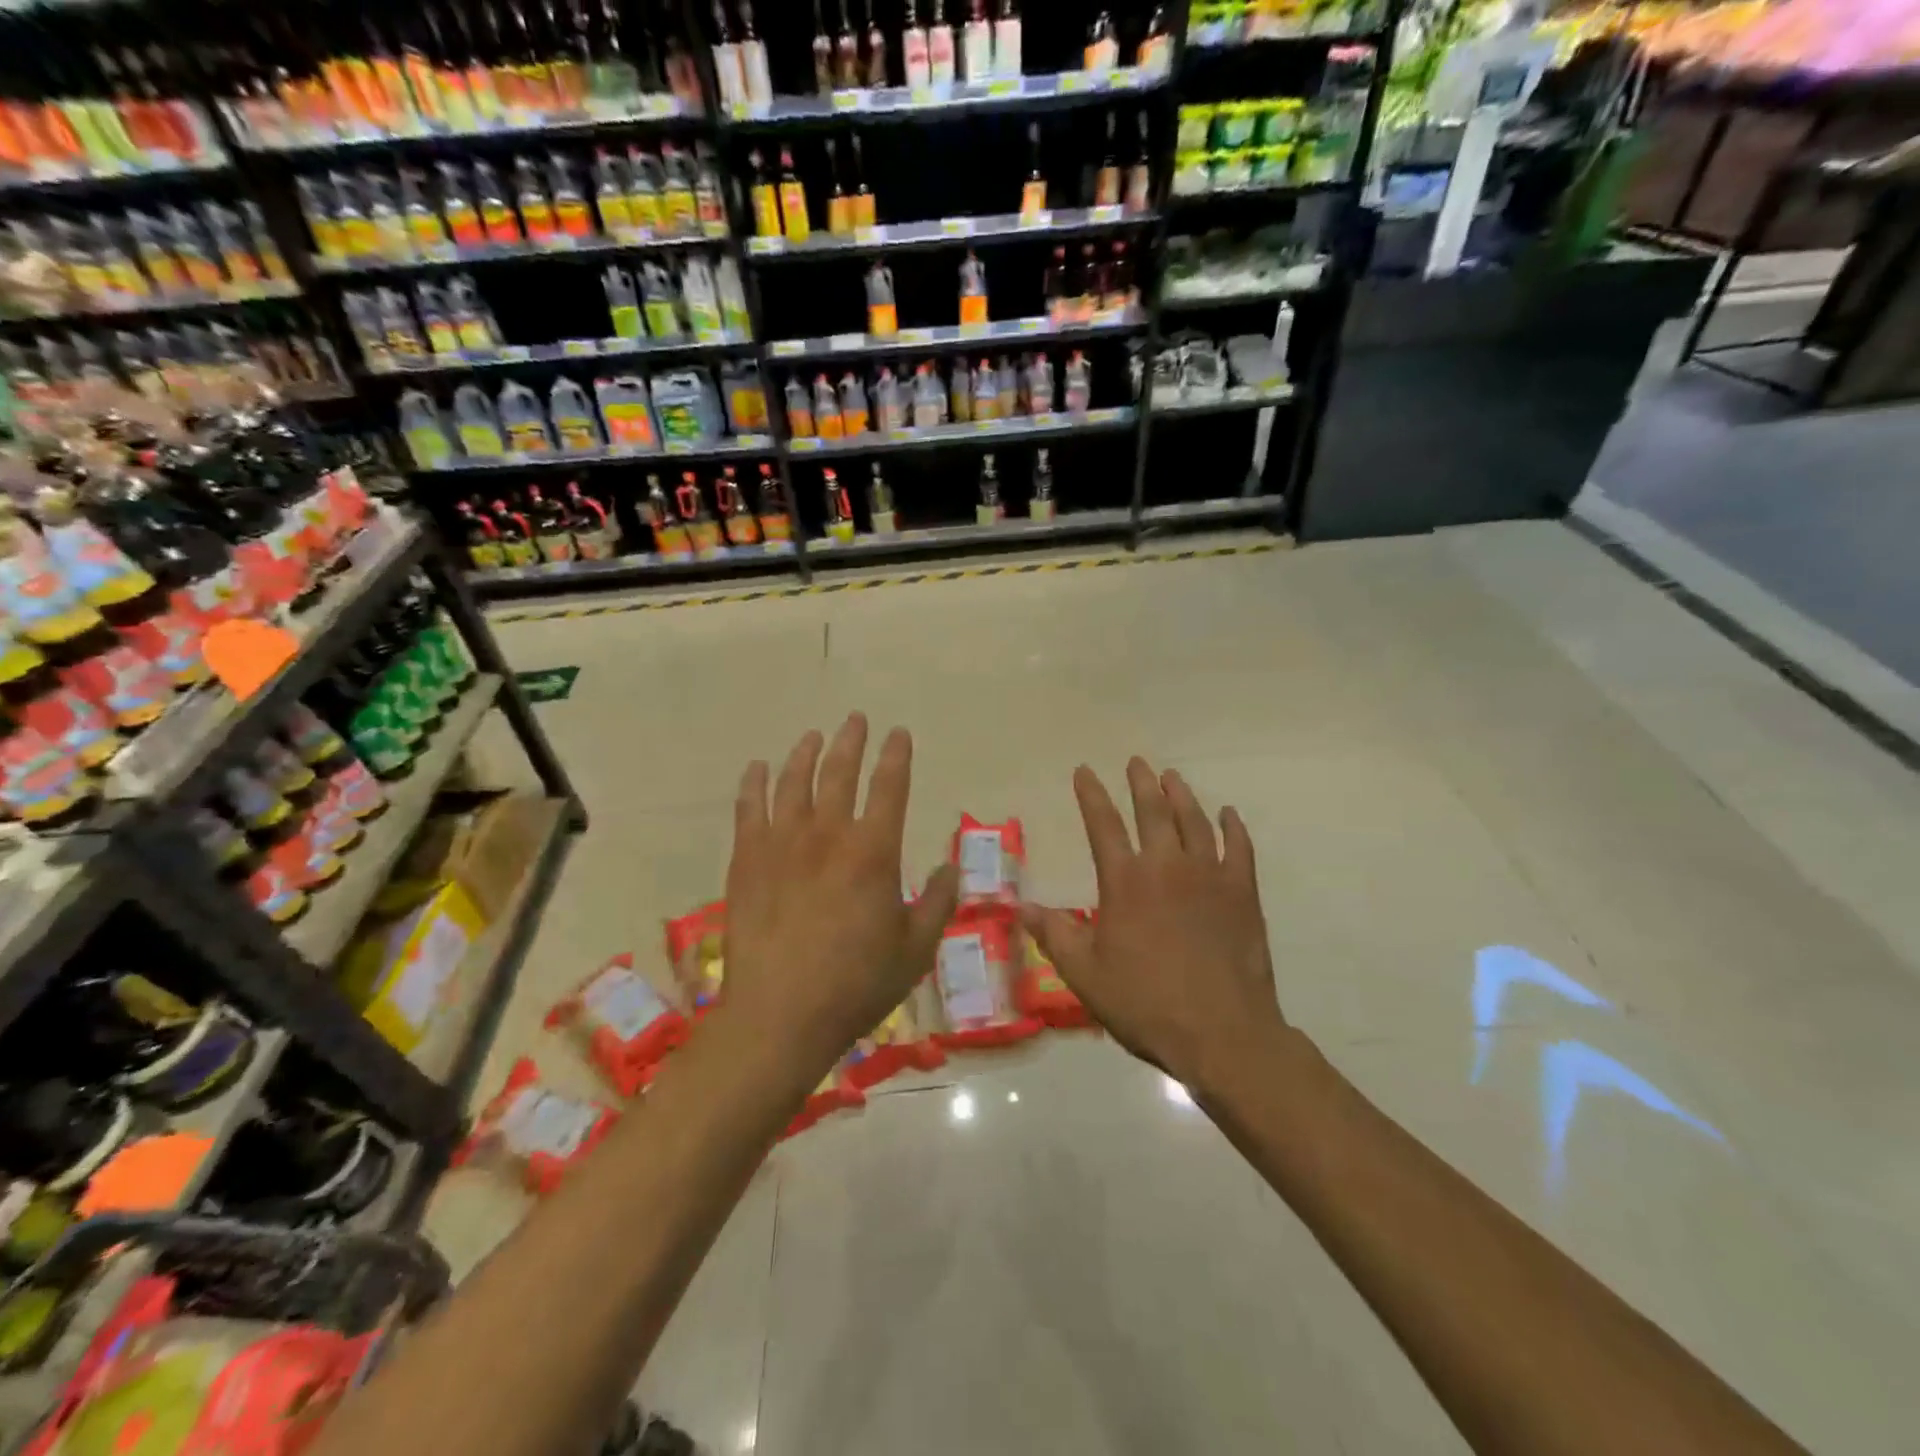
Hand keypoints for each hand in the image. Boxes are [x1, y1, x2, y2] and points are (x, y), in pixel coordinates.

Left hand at [722, 713, 958, 1085]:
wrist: (780, 1015)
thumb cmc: (856, 985)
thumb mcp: (915, 949)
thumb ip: (939, 903)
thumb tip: (952, 868)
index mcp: (874, 852)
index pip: (890, 787)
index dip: (896, 756)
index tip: (899, 733)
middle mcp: (828, 835)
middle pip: (839, 772)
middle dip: (851, 741)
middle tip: (856, 720)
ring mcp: (782, 844)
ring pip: (793, 782)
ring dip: (805, 754)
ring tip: (813, 736)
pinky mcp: (747, 861)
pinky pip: (748, 809)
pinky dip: (753, 784)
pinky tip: (757, 769)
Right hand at [1021, 759, 1283, 1095]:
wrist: (1222, 1033)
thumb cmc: (1145, 1003)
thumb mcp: (1085, 974)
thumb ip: (1055, 934)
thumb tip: (1021, 907)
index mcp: (1125, 882)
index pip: (1103, 825)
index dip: (1091, 795)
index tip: (1084, 771)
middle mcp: (1167, 867)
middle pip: (1153, 811)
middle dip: (1141, 783)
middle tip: (1136, 762)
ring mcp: (1210, 876)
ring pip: (1195, 821)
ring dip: (1182, 795)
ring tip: (1172, 777)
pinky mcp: (1242, 894)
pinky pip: (1239, 849)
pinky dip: (1233, 828)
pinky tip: (1229, 815)